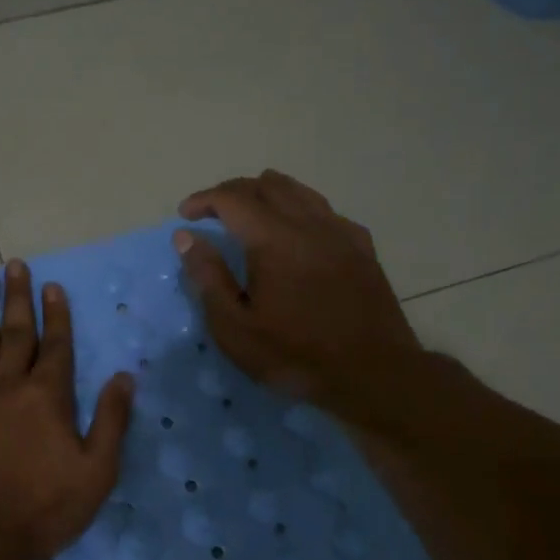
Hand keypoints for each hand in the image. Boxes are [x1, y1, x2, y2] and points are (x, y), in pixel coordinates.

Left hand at [0, 261, 134, 559]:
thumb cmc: (44, 508)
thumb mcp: (97, 471)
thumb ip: (112, 420)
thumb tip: (125, 375)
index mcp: (48, 397)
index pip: (56, 346)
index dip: (56, 315)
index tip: (52, 286)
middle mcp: (8, 386)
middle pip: (16, 334)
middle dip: (18, 297)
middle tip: (15, 264)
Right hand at [173, 171, 425, 422]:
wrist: (374, 374)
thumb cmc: (296, 355)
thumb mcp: (235, 328)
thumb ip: (208, 277)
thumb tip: (185, 237)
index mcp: (273, 240)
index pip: (231, 199)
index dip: (204, 200)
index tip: (185, 214)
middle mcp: (308, 223)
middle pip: (266, 186)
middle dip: (232, 191)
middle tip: (211, 211)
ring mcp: (340, 232)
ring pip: (299, 191)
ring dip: (266, 193)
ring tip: (249, 211)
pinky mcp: (362, 247)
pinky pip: (325, 210)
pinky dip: (299, 208)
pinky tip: (296, 230)